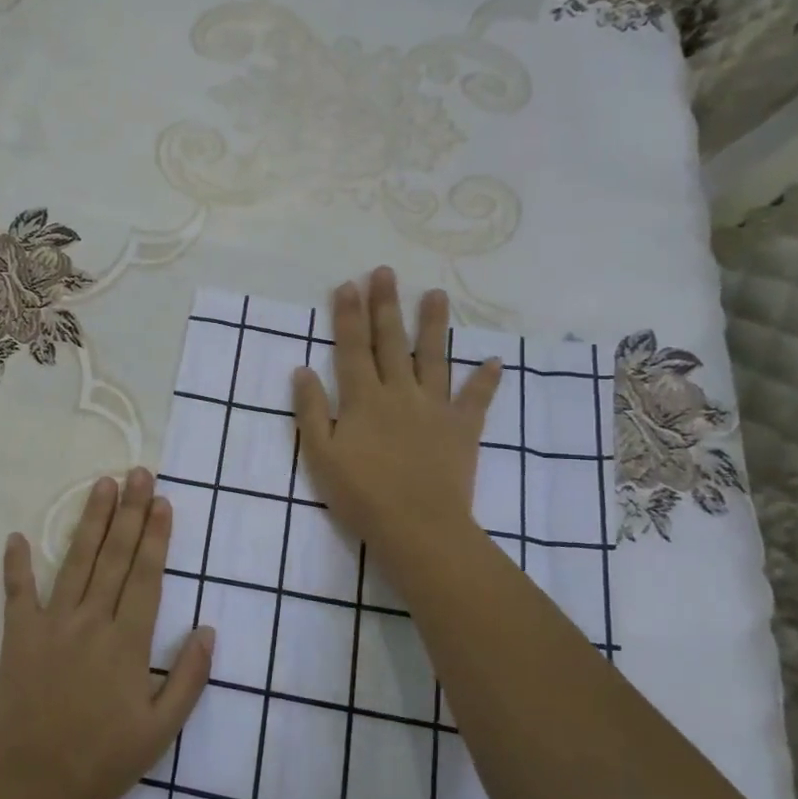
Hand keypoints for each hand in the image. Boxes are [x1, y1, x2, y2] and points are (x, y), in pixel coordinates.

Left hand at [0, 469, 213, 798]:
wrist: (31, 789)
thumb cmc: (101, 761)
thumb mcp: (160, 732)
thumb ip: (189, 679)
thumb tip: (208, 630)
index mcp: (128, 642)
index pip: (146, 575)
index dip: (156, 535)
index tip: (162, 501)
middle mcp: (92, 621)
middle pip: (115, 556)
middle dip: (129, 512)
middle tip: (138, 473)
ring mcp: (52, 625)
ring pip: (76, 562)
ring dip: (90, 521)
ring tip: (102, 485)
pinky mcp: (18, 638)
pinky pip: (17, 594)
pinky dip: (15, 566)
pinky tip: (16, 537)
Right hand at [292, 267, 501, 561]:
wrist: (417, 526)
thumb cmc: (361, 494)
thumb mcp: (320, 455)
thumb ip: (311, 410)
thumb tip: (302, 369)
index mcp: (363, 398)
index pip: (353, 347)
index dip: (349, 315)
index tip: (349, 284)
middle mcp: (399, 392)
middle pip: (391, 341)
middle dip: (386, 305)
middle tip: (386, 272)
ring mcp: (434, 408)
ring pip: (434, 358)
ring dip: (434, 325)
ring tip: (437, 294)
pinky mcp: (463, 428)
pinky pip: (476, 400)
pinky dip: (485, 381)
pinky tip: (494, 362)